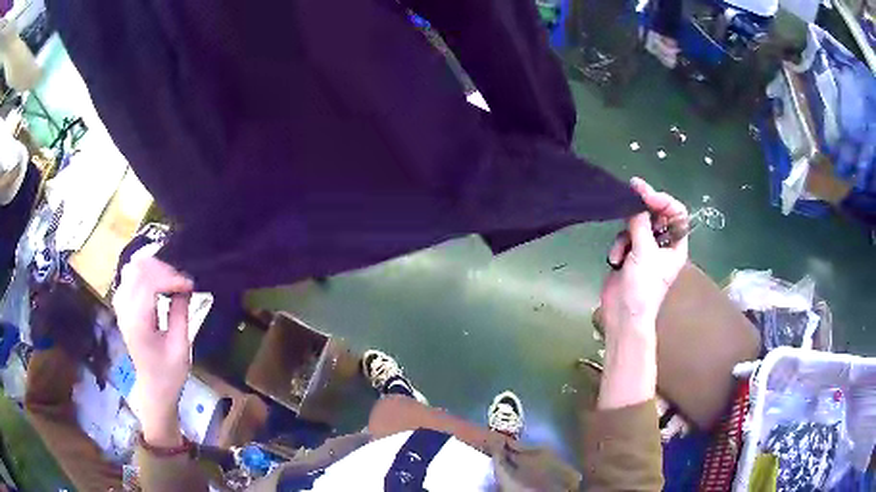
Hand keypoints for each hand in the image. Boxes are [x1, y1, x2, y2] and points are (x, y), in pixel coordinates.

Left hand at [113, 255, 193, 446]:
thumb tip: (186, 287)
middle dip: (162, 268)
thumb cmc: (169, 373)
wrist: (153, 389)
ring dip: (152, 267)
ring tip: (170, 278)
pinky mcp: (122, 305)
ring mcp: (121, 306)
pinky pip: (129, 276)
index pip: (149, 282)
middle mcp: (125, 309)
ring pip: (131, 268)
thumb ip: (180, 313)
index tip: (190, 286)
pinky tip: (157, 282)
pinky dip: (144, 272)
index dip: (171, 277)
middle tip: (181, 281)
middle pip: (138, 268)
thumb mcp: (181, 347)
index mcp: (138, 322)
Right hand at [601, 177, 687, 336]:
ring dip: (626, 235)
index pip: (676, 214)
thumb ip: (640, 222)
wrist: (623, 314)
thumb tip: (636, 200)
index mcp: (675, 245)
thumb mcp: (644, 252)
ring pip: (637, 224)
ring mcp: (645, 249)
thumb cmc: (642, 287)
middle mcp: (663, 244)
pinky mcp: (629, 254)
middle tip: (631, 189)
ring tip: (622, 251)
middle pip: (656, 215)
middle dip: (643, 209)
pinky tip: (616, 261)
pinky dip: (618, 247)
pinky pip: (624, 237)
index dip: (663, 201)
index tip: (646, 194)